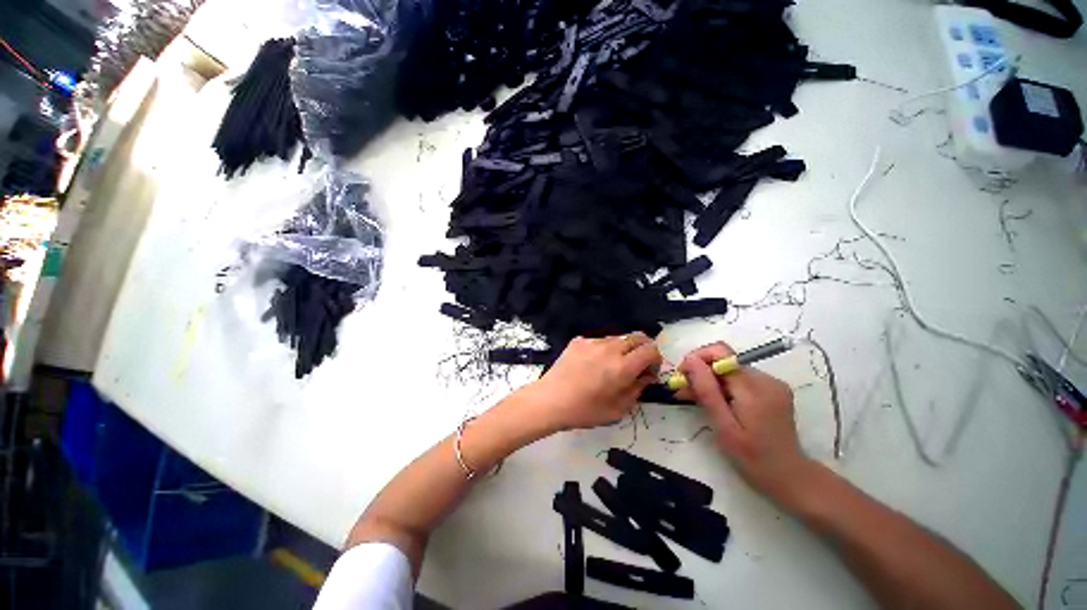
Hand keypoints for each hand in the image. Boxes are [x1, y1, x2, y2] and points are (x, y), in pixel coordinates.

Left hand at [529, 333, 661, 431]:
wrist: (550, 400)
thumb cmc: (585, 410)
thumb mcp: (618, 409)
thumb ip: (637, 389)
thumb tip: (645, 376)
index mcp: (623, 366)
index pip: (651, 349)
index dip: (655, 360)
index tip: (648, 373)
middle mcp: (610, 348)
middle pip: (637, 337)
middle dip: (643, 349)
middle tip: (636, 366)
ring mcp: (593, 341)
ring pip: (618, 338)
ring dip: (623, 349)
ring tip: (611, 367)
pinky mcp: (578, 341)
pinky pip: (599, 341)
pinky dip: (604, 349)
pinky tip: (592, 364)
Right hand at [677, 342, 813, 504]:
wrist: (790, 478)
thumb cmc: (753, 458)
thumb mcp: (724, 427)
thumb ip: (707, 391)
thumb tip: (690, 360)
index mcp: (755, 388)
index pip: (721, 352)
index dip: (697, 359)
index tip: (682, 377)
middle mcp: (766, 379)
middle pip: (724, 360)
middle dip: (700, 372)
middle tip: (683, 392)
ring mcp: (771, 383)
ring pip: (729, 369)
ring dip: (710, 380)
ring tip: (695, 399)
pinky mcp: (771, 389)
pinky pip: (739, 378)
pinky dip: (723, 386)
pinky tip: (716, 402)